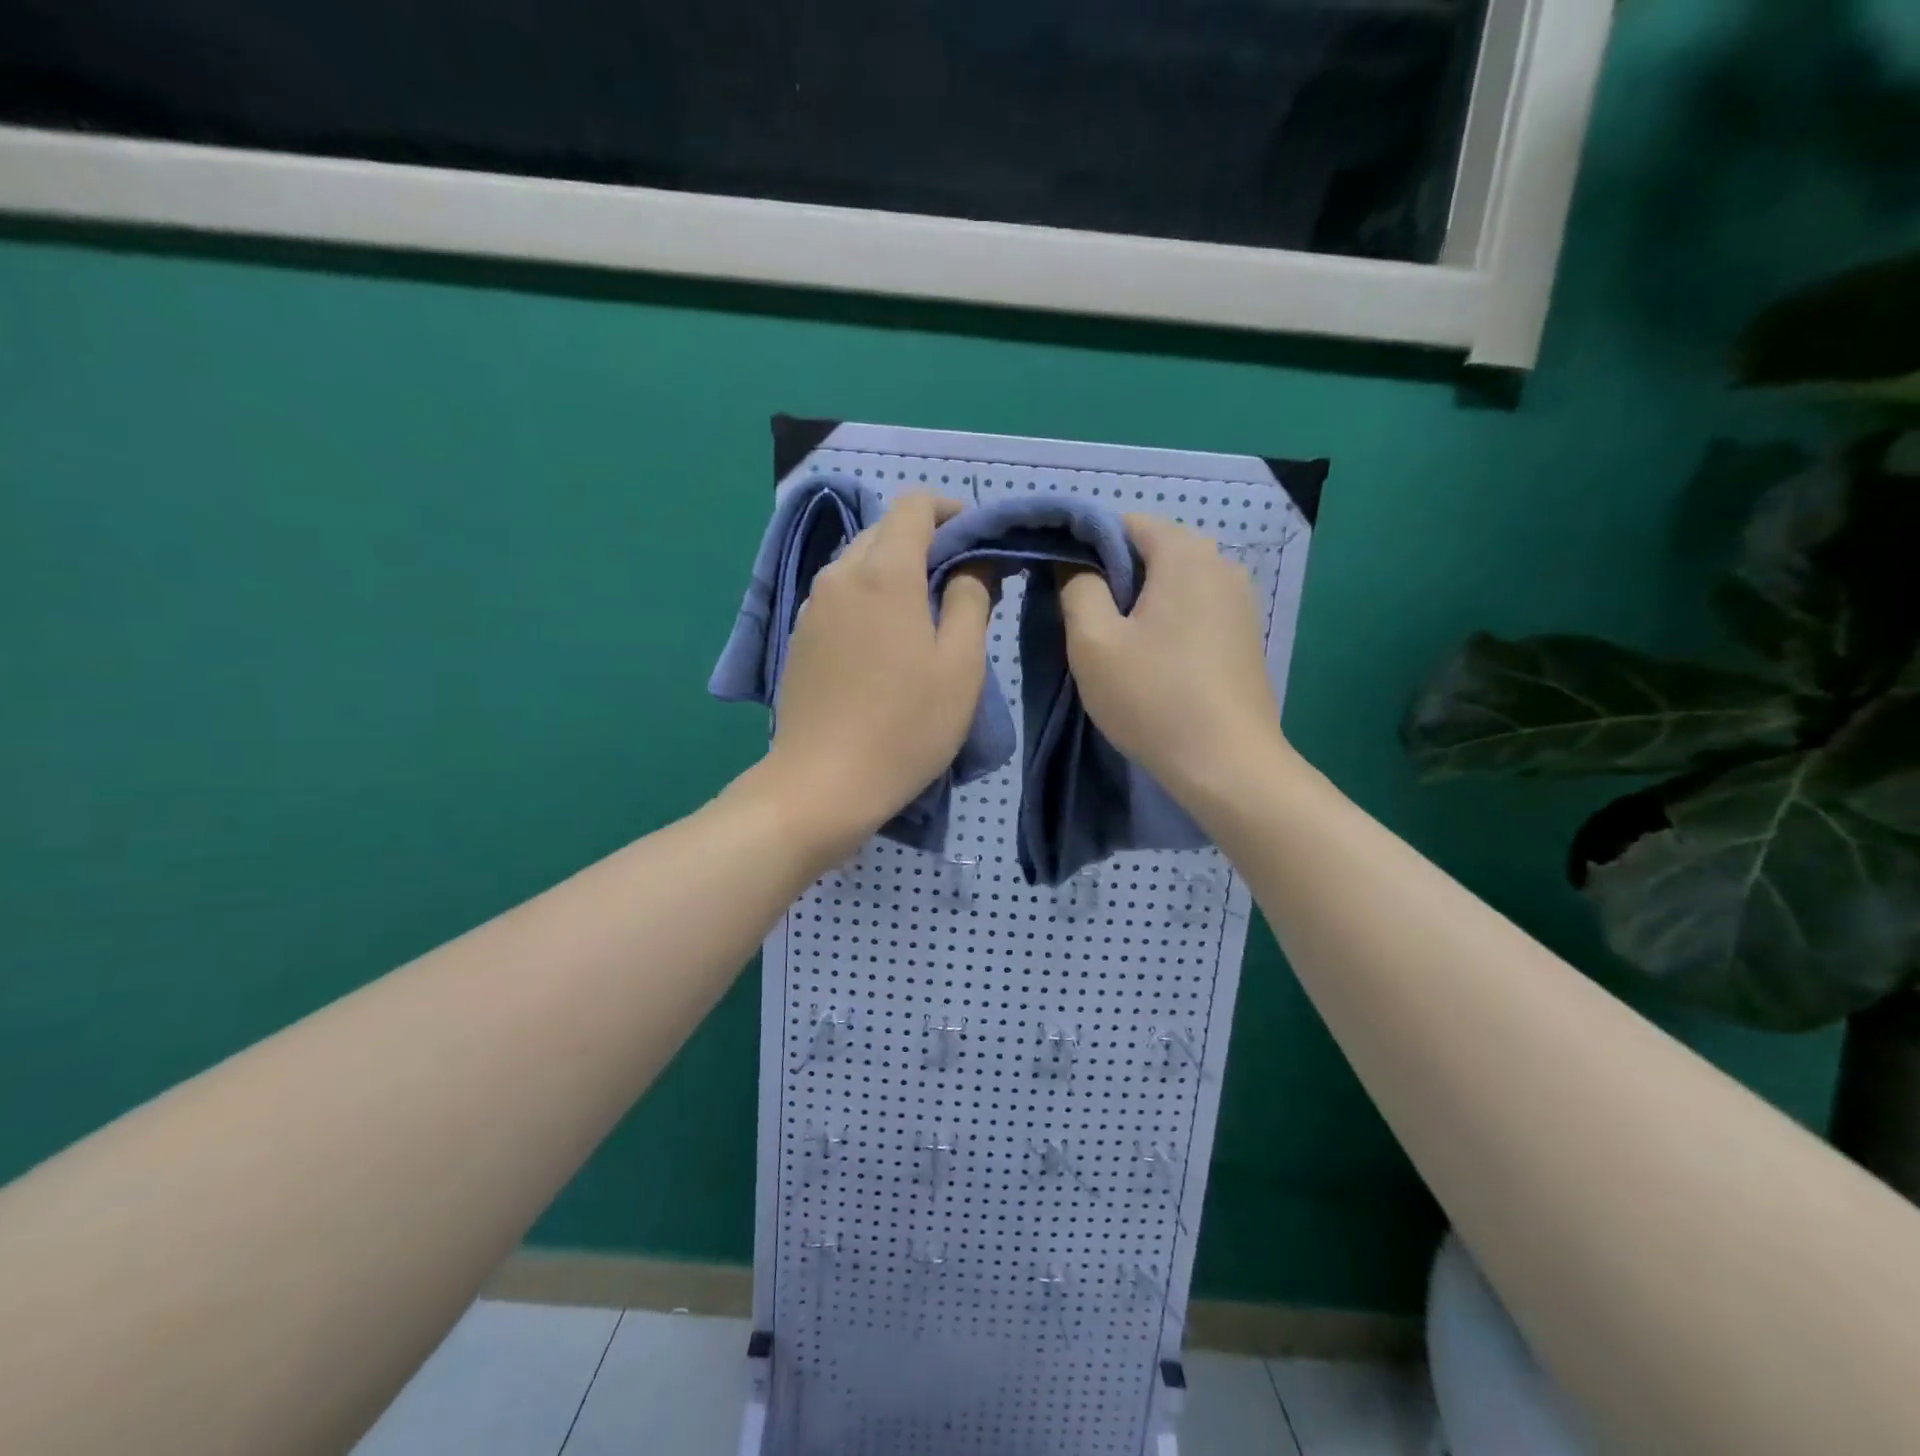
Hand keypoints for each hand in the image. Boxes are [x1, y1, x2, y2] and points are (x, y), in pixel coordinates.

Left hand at [753, 493, 992, 863]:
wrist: (822, 784)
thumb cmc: (906, 726)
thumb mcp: (960, 666)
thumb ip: (972, 600)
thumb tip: (974, 563)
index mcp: (884, 573)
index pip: (913, 506)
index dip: (949, 510)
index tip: (976, 538)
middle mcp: (840, 575)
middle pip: (883, 530)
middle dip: (924, 540)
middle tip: (959, 580)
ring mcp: (813, 606)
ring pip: (858, 562)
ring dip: (895, 570)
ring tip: (925, 611)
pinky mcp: (800, 636)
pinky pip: (840, 594)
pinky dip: (869, 596)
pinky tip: (886, 639)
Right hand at [1059, 515, 1290, 810]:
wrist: (1227, 765)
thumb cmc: (1153, 698)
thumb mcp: (1093, 642)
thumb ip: (1076, 587)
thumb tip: (1074, 562)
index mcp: (1185, 553)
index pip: (1124, 523)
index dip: (1085, 546)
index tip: (1062, 585)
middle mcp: (1221, 563)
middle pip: (1151, 551)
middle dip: (1112, 577)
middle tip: (1083, 622)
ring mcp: (1240, 600)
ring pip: (1173, 583)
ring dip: (1138, 603)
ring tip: (1115, 646)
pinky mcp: (1245, 634)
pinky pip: (1194, 609)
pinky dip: (1166, 622)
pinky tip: (1152, 662)